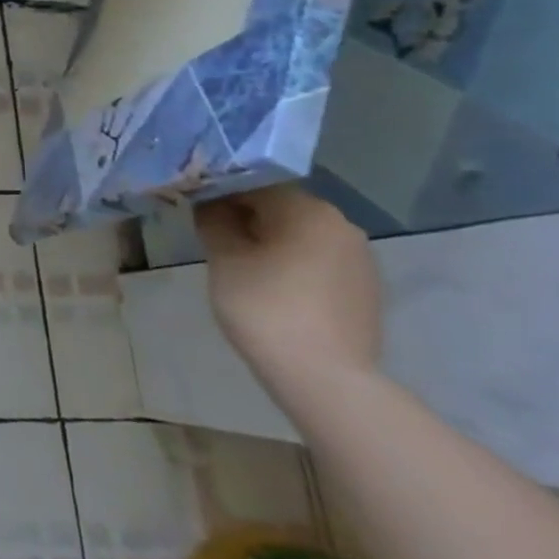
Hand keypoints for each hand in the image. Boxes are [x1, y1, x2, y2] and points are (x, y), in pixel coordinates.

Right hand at [194, 186, 381, 393]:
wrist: (324, 376)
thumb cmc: (265, 307)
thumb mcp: (224, 259)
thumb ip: (214, 221)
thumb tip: (209, 203)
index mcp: (307, 210)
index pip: (254, 183)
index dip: (219, 191)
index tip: (194, 207)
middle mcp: (341, 224)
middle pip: (280, 207)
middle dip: (245, 217)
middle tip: (212, 236)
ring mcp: (359, 258)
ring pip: (300, 234)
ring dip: (269, 241)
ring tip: (240, 263)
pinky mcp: (364, 287)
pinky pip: (317, 260)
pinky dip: (291, 263)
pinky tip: (271, 287)